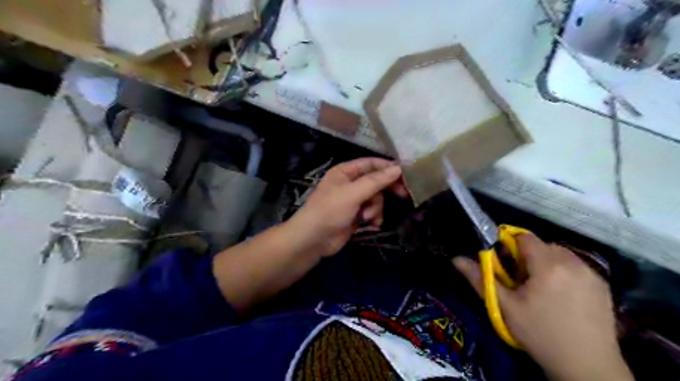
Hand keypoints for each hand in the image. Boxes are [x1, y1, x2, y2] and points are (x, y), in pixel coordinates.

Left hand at [288, 156, 408, 257]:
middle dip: (386, 189)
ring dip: (376, 208)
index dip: (388, 167)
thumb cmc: (330, 211)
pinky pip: (372, 211)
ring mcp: (353, 200)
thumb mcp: (353, 193)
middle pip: (376, 181)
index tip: (406, 174)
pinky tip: (372, 224)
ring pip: (376, 198)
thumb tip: (398, 168)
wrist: (313, 240)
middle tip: (403, 195)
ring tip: (368, 217)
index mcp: (345, 172)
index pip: (371, 164)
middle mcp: (350, 183)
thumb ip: (376, 181)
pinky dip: (374, 217)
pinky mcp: (356, 215)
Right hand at [453, 236, 634, 380]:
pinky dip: (564, 273)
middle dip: (527, 257)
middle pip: (542, 245)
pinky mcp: (603, 285)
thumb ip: (480, 279)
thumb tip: (456, 259)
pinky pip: (576, 267)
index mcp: (548, 264)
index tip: (505, 265)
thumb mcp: (504, 307)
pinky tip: (561, 297)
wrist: (587, 367)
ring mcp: (592, 273)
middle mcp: (573, 262)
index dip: (510, 246)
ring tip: (540, 290)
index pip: (524, 237)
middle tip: (520, 281)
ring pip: (560, 255)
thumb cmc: (540, 334)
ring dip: (546, 264)